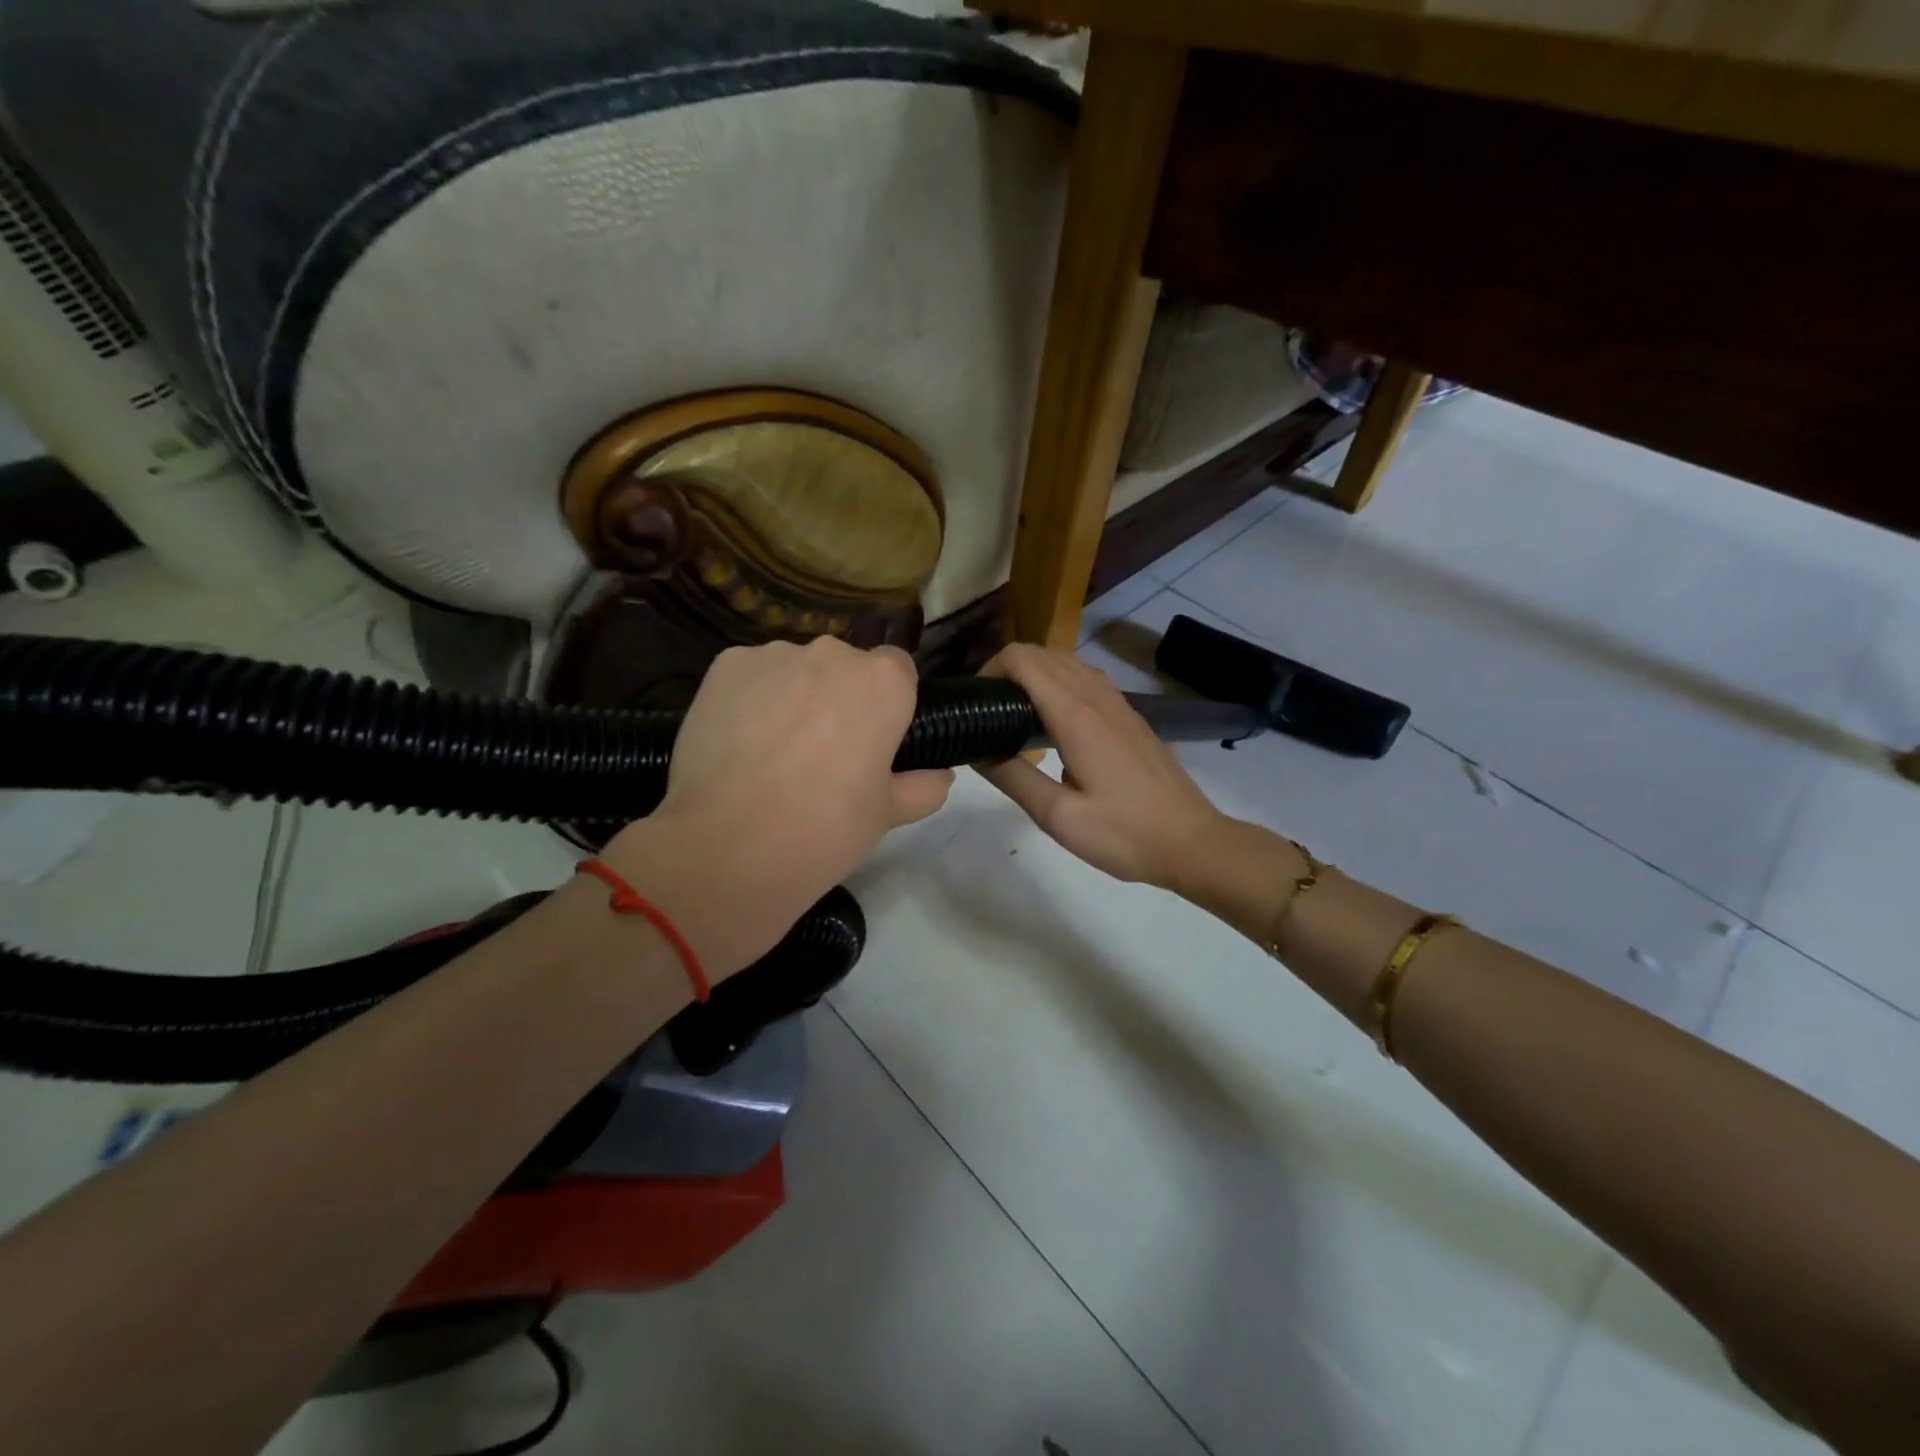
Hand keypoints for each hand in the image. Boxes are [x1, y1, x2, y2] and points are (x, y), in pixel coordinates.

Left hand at [599, 638, 952, 975]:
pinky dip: (750, 699)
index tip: (872, 740)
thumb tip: (940, 776)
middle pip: (844, 666)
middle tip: (822, 753)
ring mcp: (774, 655)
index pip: (898, 669)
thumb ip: (922, 787)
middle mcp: (832, 653)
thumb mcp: (887, 816)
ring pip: (795, 670)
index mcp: (883, 683)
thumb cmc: (825, 829)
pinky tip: (738, 743)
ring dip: (793, 696)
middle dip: (838, 697)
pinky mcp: (725, 665)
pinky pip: (750, 676)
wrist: (729, 846)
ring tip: (772, 752)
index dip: (887, 703)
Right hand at [974, 645, 1227, 889]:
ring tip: (1013, 714)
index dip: (990, 669)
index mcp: (1076, 716)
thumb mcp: (1059, 818)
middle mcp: (1097, 697)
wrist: (1192, 842)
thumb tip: (976, 751)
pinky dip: (1057, 682)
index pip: (1023, 660)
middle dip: (1006, 669)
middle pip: (1042, 653)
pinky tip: (1051, 722)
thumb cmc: (1124, 834)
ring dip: (1033, 673)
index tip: (975, 702)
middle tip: (987, 711)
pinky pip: (1085, 678)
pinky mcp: (1129, 715)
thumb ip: (1014, 779)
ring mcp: (1118, 703)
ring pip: (1066, 661)